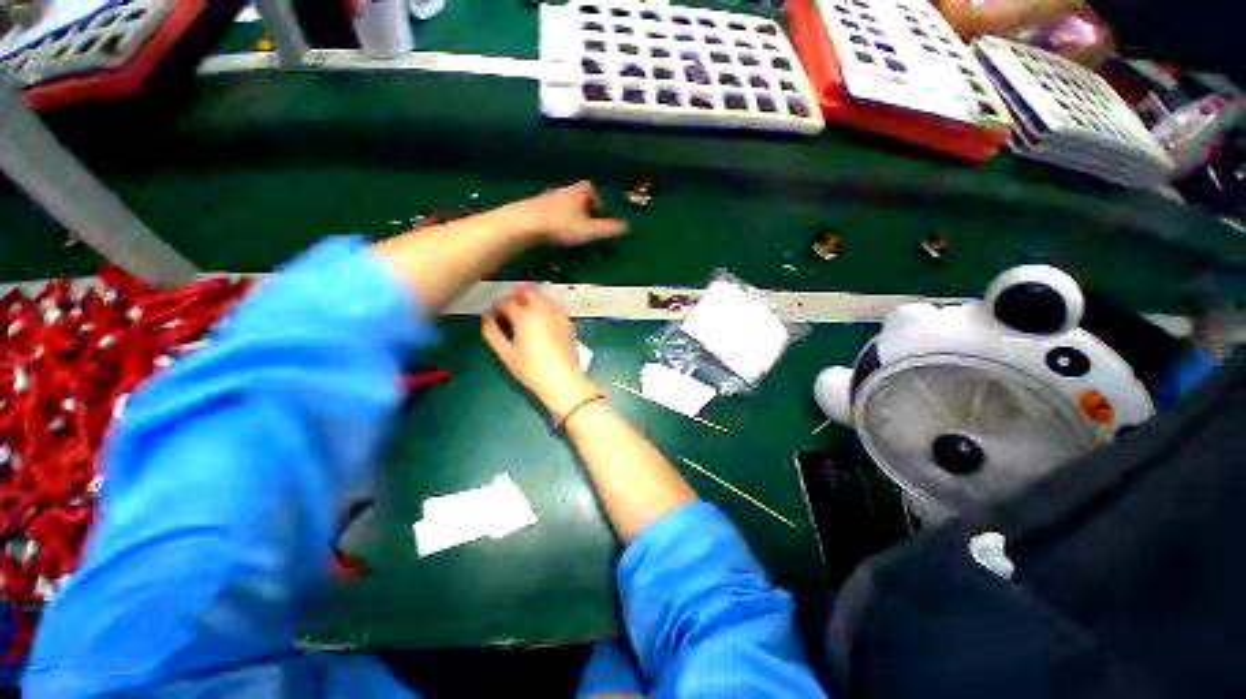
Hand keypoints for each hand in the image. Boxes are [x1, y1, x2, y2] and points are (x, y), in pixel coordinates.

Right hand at [482, 285, 598, 417]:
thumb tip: (487, 317)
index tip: (494, 317)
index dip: (497, 308)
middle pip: (527, 290)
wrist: (563, 379)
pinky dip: (544, 308)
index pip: (506, 301)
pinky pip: (553, 306)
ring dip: (531, 300)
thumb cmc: (530, 368)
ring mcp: (558, 313)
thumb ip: (492, 332)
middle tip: (509, 310)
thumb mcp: (505, 353)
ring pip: (542, 296)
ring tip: (524, 317)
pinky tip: (541, 323)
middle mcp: (542, 308)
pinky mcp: (568, 321)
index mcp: (524, 314)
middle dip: (516, 296)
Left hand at [499, 181, 628, 246]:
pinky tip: (552, 232)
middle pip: (575, 194)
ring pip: (561, 203)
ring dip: (568, 214)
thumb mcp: (588, 230)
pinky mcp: (532, 207)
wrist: (524, 224)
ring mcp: (545, 198)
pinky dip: (554, 218)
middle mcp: (561, 191)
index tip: (598, 214)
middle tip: (585, 224)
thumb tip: (627, 227)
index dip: (596, 199)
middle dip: (582, 207)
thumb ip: (607, 229)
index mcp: (576, 193)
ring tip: (569, 231)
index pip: (589, 187)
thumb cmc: (560, 226)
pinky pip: (548, 210)